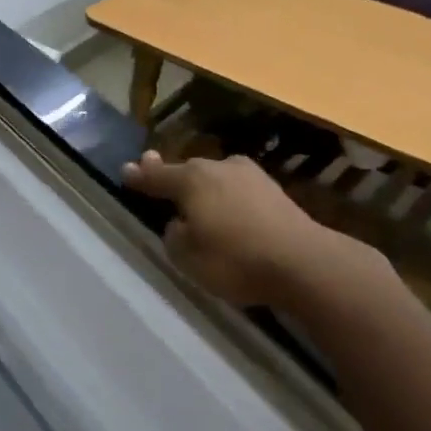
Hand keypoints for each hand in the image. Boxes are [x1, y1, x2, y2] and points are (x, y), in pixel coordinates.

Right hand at [122, 151, 380, 307]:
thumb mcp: (187, 257)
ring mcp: (250, 175)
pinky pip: (237, 191)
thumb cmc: (235, 260)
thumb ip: (174, 235)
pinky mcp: (274, 190)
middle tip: (158, 180)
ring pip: (215, 178)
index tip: (126, 170)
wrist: (304, 263)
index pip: (156, 175)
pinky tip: (229, 215)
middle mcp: (218, 168)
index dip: (139, 176)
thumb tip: (182, 222)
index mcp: (191, 180)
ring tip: (197, 205)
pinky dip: (228, 199)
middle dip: (172, 177)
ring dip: (204, 189)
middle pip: (187, 171)